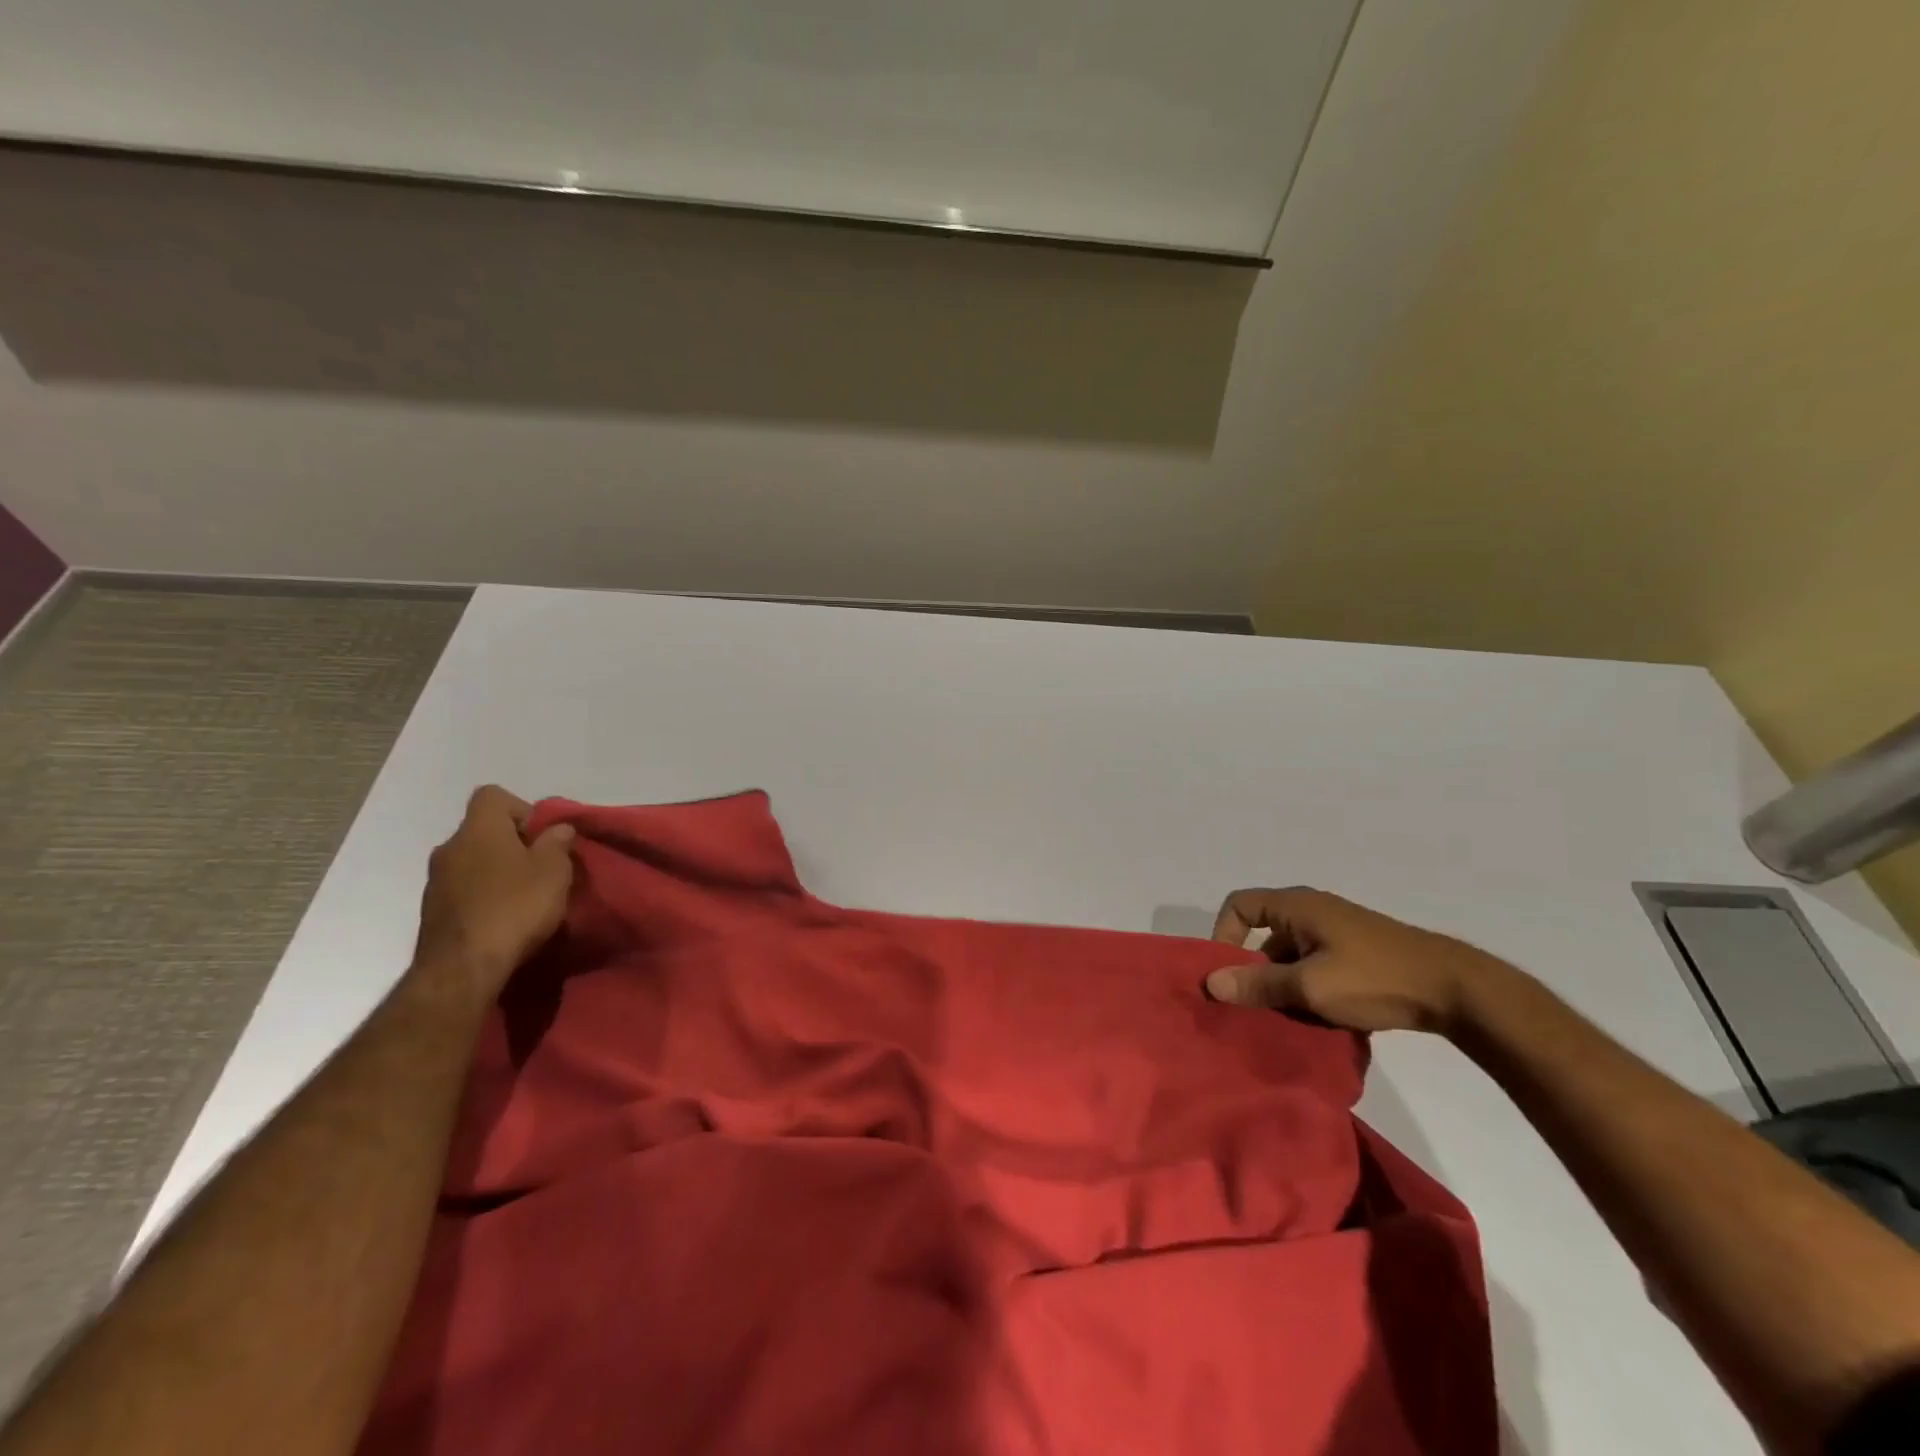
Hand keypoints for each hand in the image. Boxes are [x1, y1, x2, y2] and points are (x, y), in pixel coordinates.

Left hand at [412, 786, 575, 1000]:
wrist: (463, 968)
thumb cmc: (515, 907)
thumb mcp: (554, 870)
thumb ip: (557, 843)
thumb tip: (556, 828)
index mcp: (478, 829)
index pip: (493, 796)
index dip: (522, 809)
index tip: (541, 837)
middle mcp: (450, 847)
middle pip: (484, 830)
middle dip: (513, 844)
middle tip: (541, 869)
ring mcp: (435, 881)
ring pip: (474, 861)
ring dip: (498, 871)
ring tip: (524, 898)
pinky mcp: (432, 911)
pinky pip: (464, 889)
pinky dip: (484, 895)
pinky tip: (503, 919)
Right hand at [1204, 887, 1507, 1036]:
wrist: (1455, 989)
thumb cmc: (1375, 978)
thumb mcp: (1310, 986)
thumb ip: (1259, 985)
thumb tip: (1210, 983)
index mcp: (1296, 906)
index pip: (1239, 905)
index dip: (1224, 935)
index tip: (1228, 974)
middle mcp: (1312, 910)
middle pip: (1263, 934)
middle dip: (1254, 970)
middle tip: (1253, 1006)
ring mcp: (1337, 931)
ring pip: (1291, 954)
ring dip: (1283, 984)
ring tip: (1287, 1020)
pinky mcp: (1357, 952)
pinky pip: (1315, 964)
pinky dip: (1308, 987)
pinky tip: (1318, 1019)